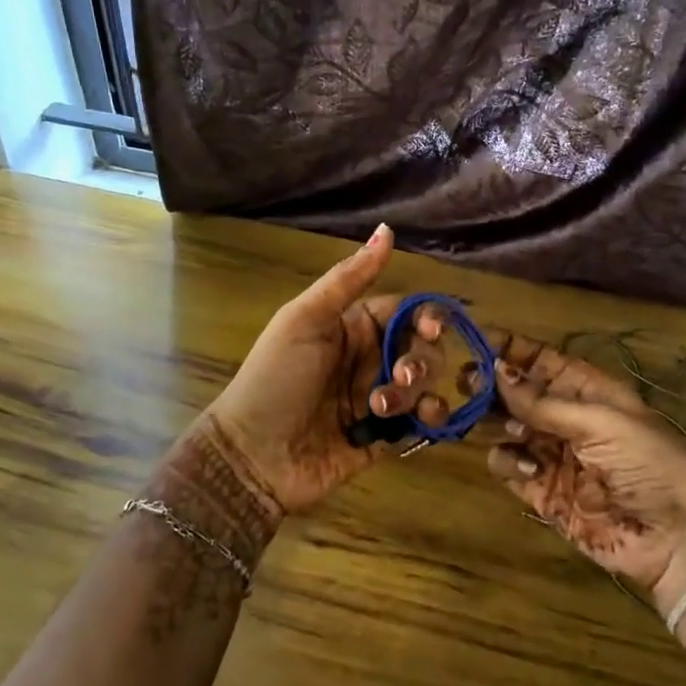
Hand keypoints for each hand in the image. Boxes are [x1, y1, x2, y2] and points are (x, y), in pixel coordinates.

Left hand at [205, 225, 454, 516]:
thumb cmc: (275, 378)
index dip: (426, 317)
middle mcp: (370, 359)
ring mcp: (379, 399)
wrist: (253, 455)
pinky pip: (423, 421)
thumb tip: (387, 229)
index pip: (405, 312)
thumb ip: (349, 278)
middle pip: (421, 348)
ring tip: (383, 407)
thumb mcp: (306, 320)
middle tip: (400, 375)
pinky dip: (431, 417)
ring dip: (417, 391)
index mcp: (353, 327)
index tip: (432, 329)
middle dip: (420, 360)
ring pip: (425, 384)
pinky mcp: (386, 437)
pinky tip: (422, 421)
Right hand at [483, 334, 685, 617]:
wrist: (678, 540)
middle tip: (467, 380)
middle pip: (516, 393)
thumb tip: (496, 369)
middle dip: (492, 384)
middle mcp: (565, 418)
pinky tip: (530, 468)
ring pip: (505, 427)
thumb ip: (544, 402)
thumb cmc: (649, 464)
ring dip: (497, 422)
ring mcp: (552, 455)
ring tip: (508, 427)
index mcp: (588, 390)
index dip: (511, 348)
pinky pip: (508, 466)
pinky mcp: (542, 492)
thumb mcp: (601, 422)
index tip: (474, 337)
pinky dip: (508, 462)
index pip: (541, 360)